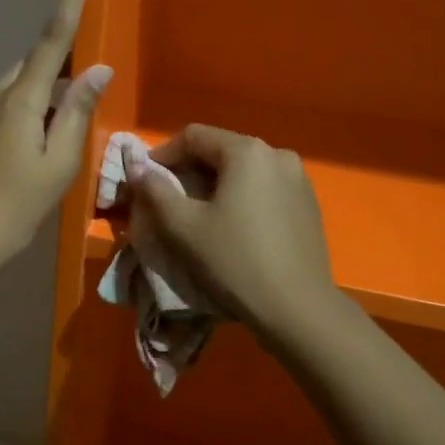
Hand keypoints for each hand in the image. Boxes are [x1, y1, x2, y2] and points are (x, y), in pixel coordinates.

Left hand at [0, 0, 111, 269]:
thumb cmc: (15, 207)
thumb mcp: (59, 165)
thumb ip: (78, 113)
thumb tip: (97, 70)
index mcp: (20, 99)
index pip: (51, 38)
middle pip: (34, 71)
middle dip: (56, 87)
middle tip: (67, 134)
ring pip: (14, 94)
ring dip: (34, 110)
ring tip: (38, 161)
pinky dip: (13, 124)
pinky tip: (12, 164)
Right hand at [125, 125, 339, 338]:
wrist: (298, 309)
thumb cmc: (234, 261)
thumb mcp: (183, 227)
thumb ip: (155, 190)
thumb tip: (136, 167)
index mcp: (247, 152)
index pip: (194, 136)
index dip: (162, 154)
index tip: (145, 181)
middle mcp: (277, 155)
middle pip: (221, 150)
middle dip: (189, 170)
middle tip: (167, 199)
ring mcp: (299, 180)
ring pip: (244, 171)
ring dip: (216, 184)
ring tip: (198, 214)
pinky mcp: (309, 205)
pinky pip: (265, 189)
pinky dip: (242, 197)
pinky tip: (233, 227)